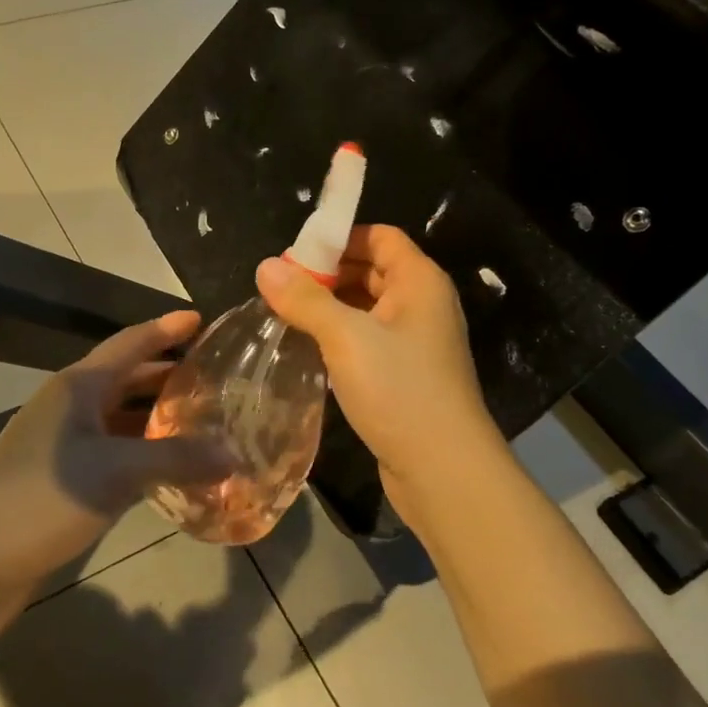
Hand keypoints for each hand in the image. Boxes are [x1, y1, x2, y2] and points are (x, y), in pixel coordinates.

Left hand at [0, 311, 232, 586]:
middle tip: (218, 378)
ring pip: (122, 423)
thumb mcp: (115, 471)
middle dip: (169, 376)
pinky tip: (175, 473)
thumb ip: (177, 458)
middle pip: (128, 381)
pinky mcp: (64, 486)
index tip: (202, 319)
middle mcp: (71, 410)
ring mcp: (65, 449)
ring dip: (160, 422)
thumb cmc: (39, 497)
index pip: (130, 343)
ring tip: (207, 423)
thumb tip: (234, 454)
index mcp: (78, 387)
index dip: (166, 329)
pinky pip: (116, 459)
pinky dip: (146, 460)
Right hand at [256, 226, 502, 512]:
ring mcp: (416, 343)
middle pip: (372, 270)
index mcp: (419, 281)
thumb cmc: (400, 390)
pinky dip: (341, 338)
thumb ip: (305, 299)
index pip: (380, 236)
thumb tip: (265, 266)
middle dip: (328, 275)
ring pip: (368, 309)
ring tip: (286, 316)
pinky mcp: (405, 375)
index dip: (339, 238)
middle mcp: (422, 305)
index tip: (295, 255)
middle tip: (281, 288)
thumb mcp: (346, 338)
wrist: (443, 470)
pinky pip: (369, 341)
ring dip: (331, 308)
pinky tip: (309, 349)